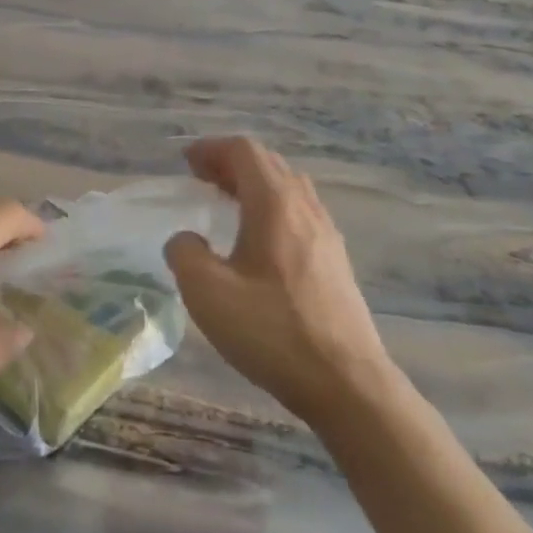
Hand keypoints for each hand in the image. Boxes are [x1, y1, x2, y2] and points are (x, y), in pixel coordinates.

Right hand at [165, 137, 392, 426]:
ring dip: (254, 184)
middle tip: (201, 179)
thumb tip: (186, 239)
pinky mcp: (336, 260)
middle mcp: (305, 207)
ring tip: (226, 204)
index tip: (186, 163)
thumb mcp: (207, 293)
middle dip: (231, 163)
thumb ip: (185, 254)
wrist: (347, 384)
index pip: (243, 151)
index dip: (211, 149)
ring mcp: (326, 233)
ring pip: (288, 187)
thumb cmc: (273, 331)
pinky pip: (299, 212)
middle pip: (268, 163)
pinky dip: (272, 207)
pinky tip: (258, 241)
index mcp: (274, 203)